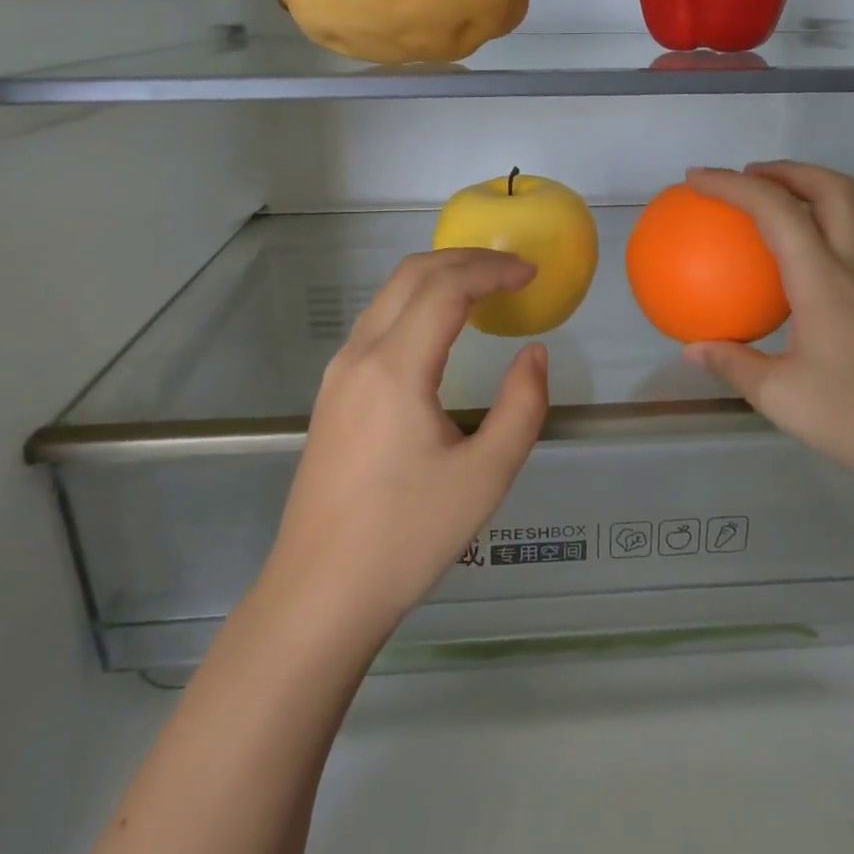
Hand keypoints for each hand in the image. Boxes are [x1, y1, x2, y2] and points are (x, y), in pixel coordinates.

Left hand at [265, 249, 549, 643]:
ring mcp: (338, 374)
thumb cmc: (407, 537)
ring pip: (388, 297)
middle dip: (464, 260)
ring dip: (436, 279)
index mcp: (395, 367)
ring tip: (483, 290)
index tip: (531, 273)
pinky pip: (375, 324)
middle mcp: (359, 356)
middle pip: (410, 276)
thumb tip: (533, 355)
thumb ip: (521, 406)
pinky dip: (414, 305)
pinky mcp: (332, 396)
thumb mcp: (485, 476)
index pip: (445, 287)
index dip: (492, 270)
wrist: (320, 593)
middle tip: (511, 270)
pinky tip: (440, 330)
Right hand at [682, 163, 853, 488]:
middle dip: (788, 169)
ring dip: (804, 200)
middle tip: (748, 175)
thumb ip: (731, 364)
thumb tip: (692, 349)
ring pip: (844, 220)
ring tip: (760, 217)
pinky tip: (783, 283)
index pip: (776, 211)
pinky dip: (810, 242)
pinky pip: (841, 256)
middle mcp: (852, 273)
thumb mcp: (777, 395)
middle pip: (833, 191)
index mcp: (823, 282)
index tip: (696, 178)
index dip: (733, 185)